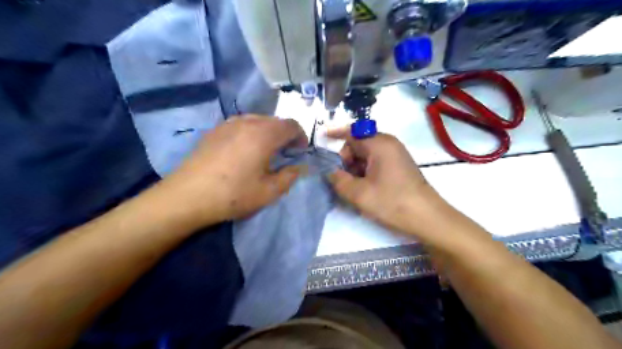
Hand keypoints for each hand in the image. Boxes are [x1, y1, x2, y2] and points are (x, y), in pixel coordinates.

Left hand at [159, 115, 305, 226]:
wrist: (187, 196)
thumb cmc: (233, 194)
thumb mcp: (269, 192)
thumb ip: (289, 177)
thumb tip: (297, 168)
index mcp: (264, 134)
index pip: (291, 125)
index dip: (301, 136)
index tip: (300, 151)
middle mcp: (247, 122)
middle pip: (275, 121)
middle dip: (285, 134)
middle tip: (285, 153)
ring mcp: (228, 124)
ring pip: (257, 120)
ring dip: (268, 132)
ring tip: (266, 151)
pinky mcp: (214, 130)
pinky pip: (241, 124)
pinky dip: (251, 132)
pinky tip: (244, 150)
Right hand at [327, 129, 439, 237]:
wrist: (427, 217)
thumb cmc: (392, 202)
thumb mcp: (359, 194)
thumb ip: (338, 180)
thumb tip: (330, 171)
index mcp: (379, 144)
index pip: (351, 133)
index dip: (335, 134)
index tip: (322, 139)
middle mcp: (388, 143)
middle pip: (358, 144)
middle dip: (346, 160)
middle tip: (343, 180)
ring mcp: (395, 154)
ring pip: (367, 154)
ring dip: (356, 168)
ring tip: (355, 189)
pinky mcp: (399, 165)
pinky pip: (376, 161)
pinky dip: (366, 171)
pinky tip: (366, 188)